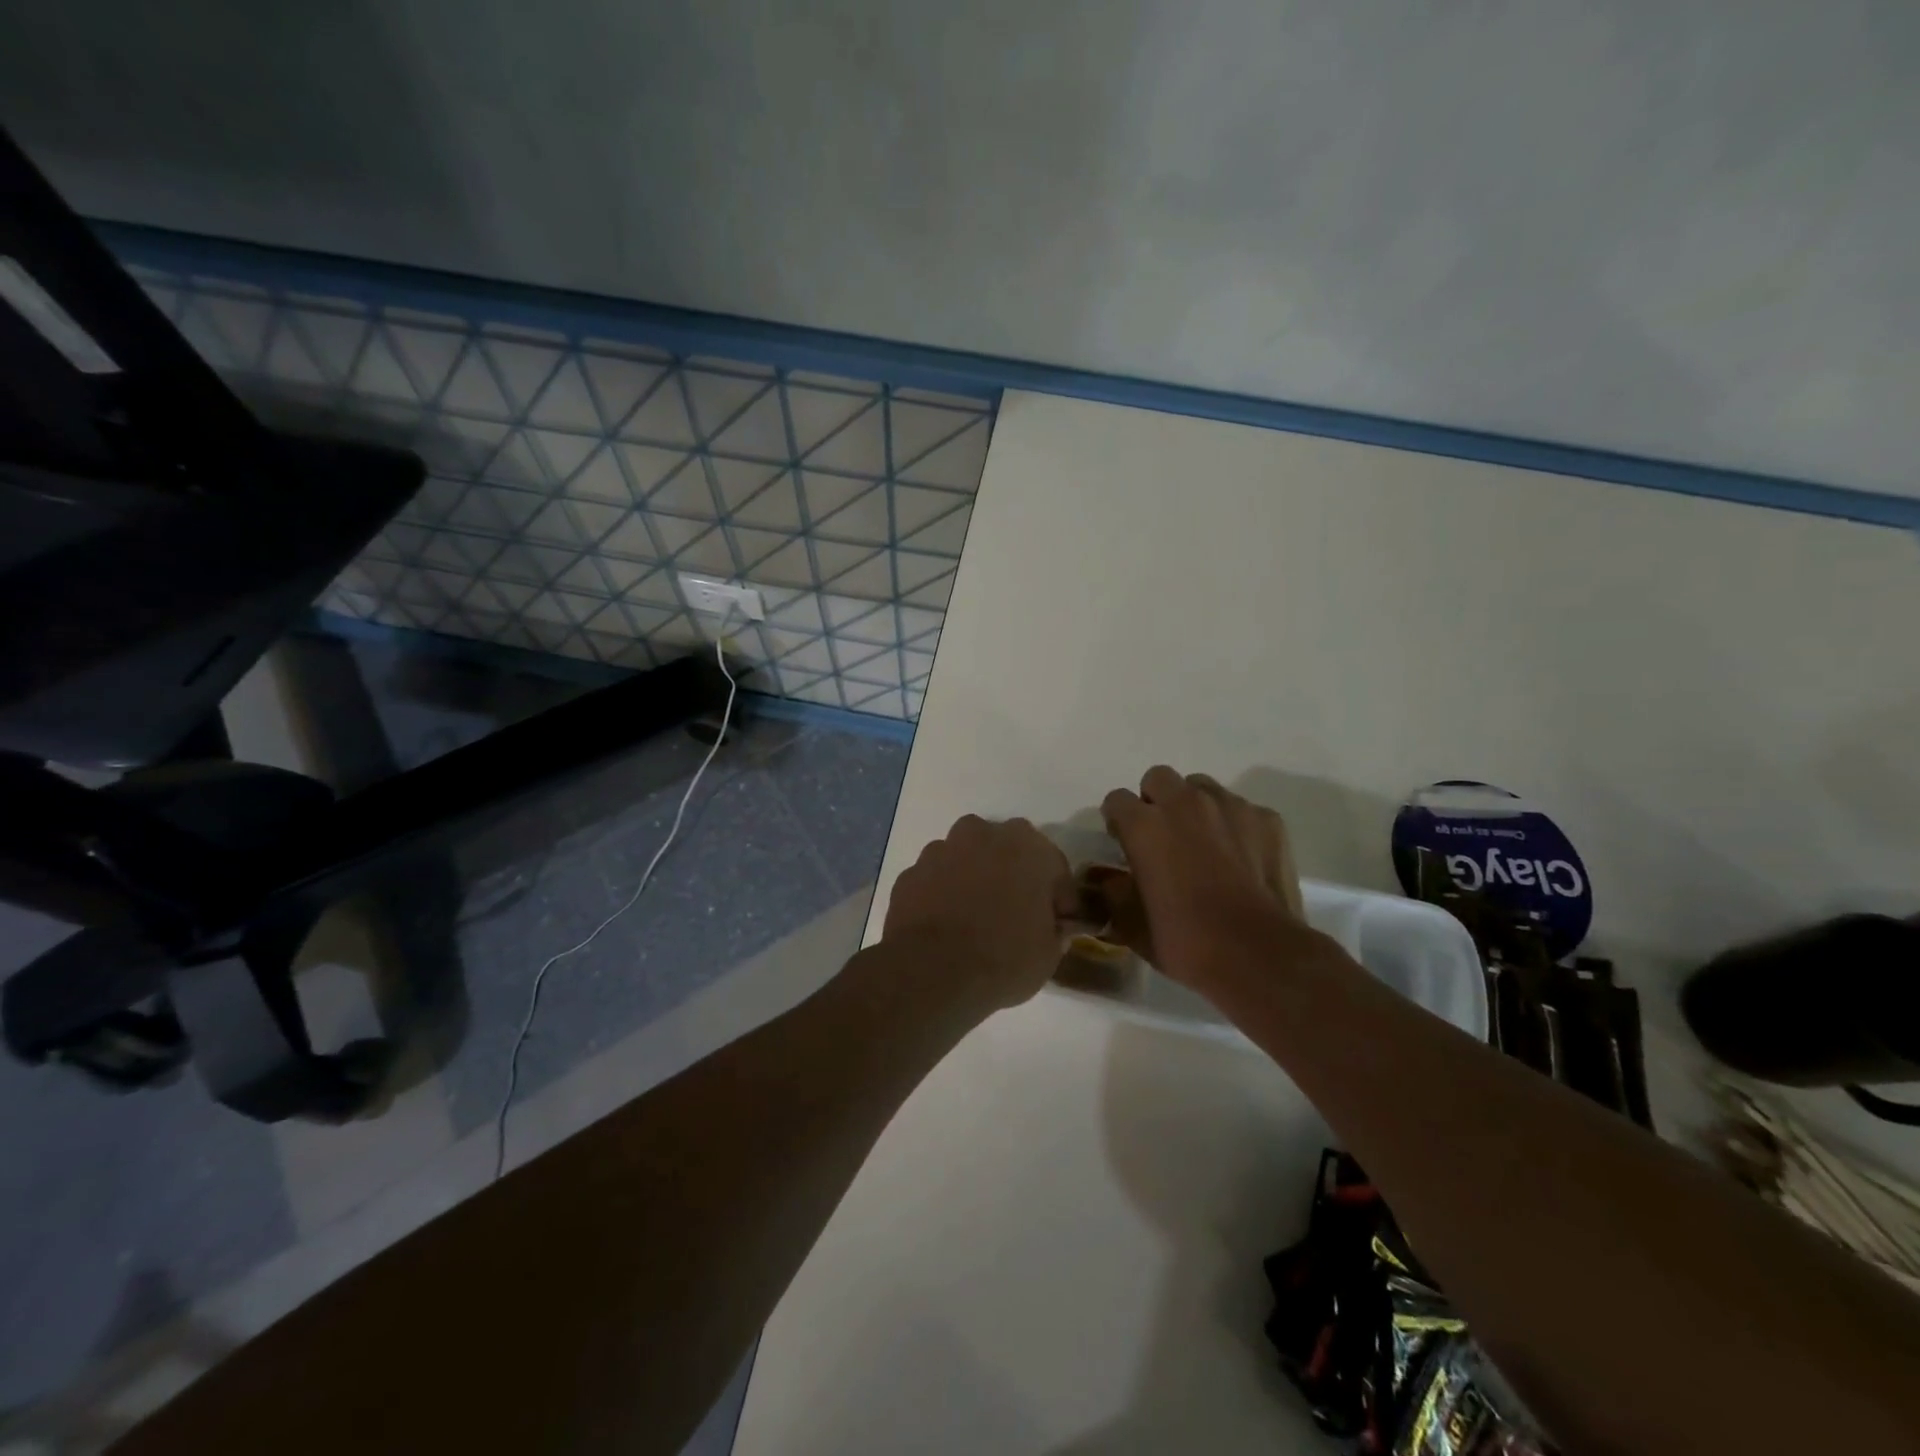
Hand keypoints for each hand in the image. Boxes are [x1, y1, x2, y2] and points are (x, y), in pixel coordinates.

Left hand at [882, 815, 1076, 1010]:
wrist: (931, 971)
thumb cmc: (1003, 958)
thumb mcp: (1047, 955)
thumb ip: (1053, 932)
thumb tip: (1051, 928)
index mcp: (1027, 847)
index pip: (1054, 866)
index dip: (1058, 897)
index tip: (1057, 923)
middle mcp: (983, 835)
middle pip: (1006, 850)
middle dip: (1012, 875)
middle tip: (1015, 913)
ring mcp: (941, 849)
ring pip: (966, 857)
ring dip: (974, 878)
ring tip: (975, 918)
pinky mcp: (911, 872)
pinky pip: (936, 878)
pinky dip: (943, 893)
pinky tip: (945, 924)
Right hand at [1099, 767, 1305, 985]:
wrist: (1261, 955)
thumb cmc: (1187, 941)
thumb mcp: (1133, 926)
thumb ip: (1113, 893)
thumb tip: (1107, 879)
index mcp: (1145, 826)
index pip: (1117, 800)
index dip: (1118, 821)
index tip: (1125, 845)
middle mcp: (1184, 804)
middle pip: (1159, 779)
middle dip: (1155, 801)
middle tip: (1163, 837)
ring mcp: (1230, 807)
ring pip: (1202, 787)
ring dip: (1195, 807)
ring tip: (1204, 843)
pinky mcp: (1267, 819)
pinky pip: (1241, 809)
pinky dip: (1235, 826)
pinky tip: (1241, 858)